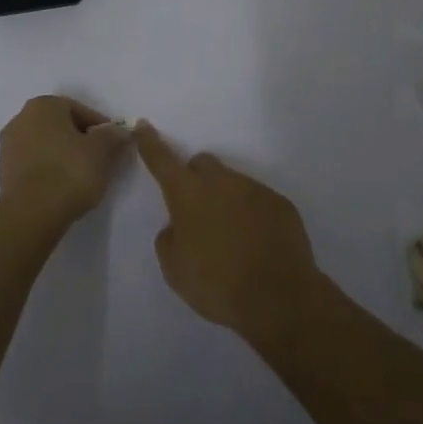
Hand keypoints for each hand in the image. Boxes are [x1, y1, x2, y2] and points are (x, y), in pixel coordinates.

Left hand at [0, 95, 131, 233]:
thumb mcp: (103, 150)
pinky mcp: (4, 172)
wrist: (31, 214)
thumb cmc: (70, 172)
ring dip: (63, 155)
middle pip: (60, 126)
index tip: (113, 146)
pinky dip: (49, 170)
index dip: (100, 128)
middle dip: (80, 140)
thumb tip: (118, 131)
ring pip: (46, 145)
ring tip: (82, 177)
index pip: (80, 110)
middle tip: (100, 160)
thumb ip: (113, 135)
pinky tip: (62, 187)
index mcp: (43, 105)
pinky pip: (34, 164)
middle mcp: (21, 118)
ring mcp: (8, 146)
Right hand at [134, 121, 324, 340]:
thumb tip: (177, 227)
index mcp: (188, 194)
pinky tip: (256, 245)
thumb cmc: (217, 284)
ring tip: (232, 239)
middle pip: (202, 164)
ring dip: (226, 201)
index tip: (143, 125)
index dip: (150, 142)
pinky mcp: (280, 203)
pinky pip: (258, 201)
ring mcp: (254, 189)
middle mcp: (221, 182)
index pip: (162, 160)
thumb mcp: (175, 269)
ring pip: (232, 183)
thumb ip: (170, 239)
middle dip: (196, 179)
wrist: (278, 298)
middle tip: (198, 212)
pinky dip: (252, 215)